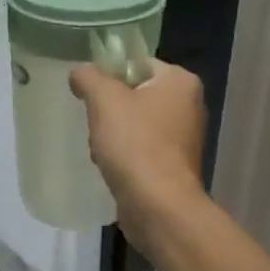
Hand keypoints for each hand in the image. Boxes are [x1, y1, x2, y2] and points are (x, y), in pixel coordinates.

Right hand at [69, 61, 207, 248]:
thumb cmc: (135, 145)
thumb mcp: (104, 100)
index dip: (109, 75)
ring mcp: (183, 139)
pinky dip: (123, 157)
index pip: (138, 64)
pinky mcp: (173, 167)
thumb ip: (89, 77)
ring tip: (100, 150)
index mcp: (180, 82)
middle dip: (109, 110)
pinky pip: (141, 151)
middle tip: (95, 123)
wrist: (158, 207)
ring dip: (112, 135)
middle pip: (135, 95)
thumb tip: (80, 72)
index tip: (88, 92)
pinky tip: (110, 168)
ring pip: (135, 125)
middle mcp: (189, 106)